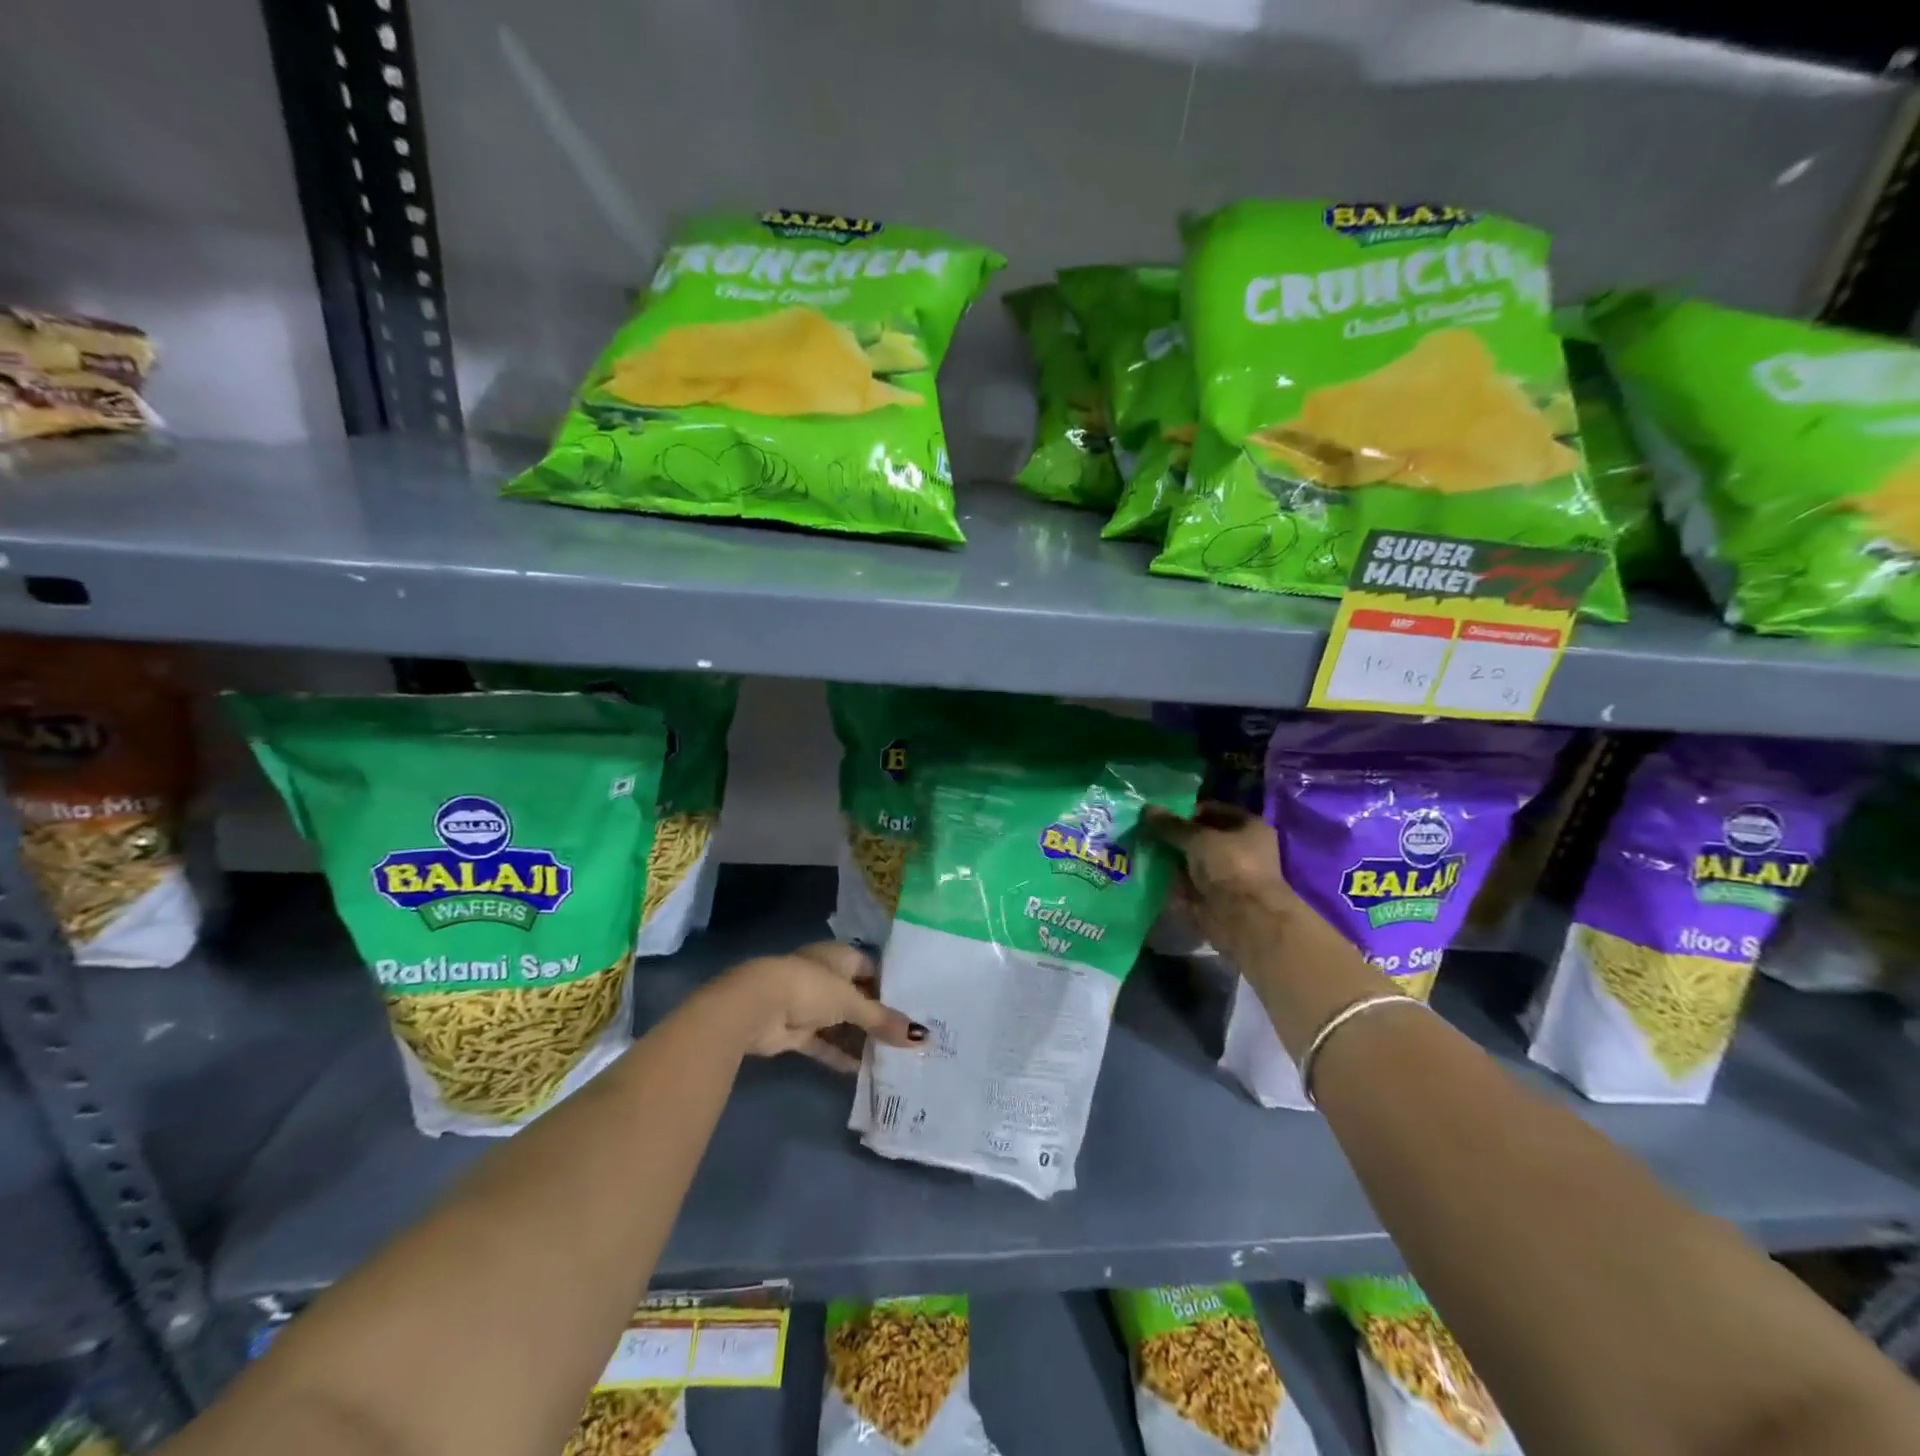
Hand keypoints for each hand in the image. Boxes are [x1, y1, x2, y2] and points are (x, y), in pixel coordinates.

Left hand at [714, 941, 924, 1073]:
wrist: (757, 1007)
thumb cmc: (811, 988)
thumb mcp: (853, 1003)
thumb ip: (884, 1021)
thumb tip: (923, 1038)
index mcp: (840, 956)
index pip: (873, 969)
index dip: (892, 988)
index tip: (916, 1008)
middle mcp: (825, 976)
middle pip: (858, 998)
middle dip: (878, 1018)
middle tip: (908, 1039)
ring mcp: (809, 1004)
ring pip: (841, 1023)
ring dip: (860, 1040)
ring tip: (892, 1058)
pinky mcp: (796, 1031)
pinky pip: (824, 1043)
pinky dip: (839, 1055)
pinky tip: (862, 1071)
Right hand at [1144, 802, 1300, 961]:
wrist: (1244, 918)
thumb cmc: (1230, 866)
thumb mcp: (1198, 838)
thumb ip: (1171, 825)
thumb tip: (1147, 809)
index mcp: (1248, 826)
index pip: (1212, 810)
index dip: (1186, 810)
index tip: (1158, 814)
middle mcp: (1240, 849)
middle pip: (1201, 837)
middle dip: (1175, 836)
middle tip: (1145, 831)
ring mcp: (1226, 875)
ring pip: (1192, 861)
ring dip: (1170, 858)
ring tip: (1141, 850)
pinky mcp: (1213, 897)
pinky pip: (1187, 884)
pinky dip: (1171, 881)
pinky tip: (1147, 873)